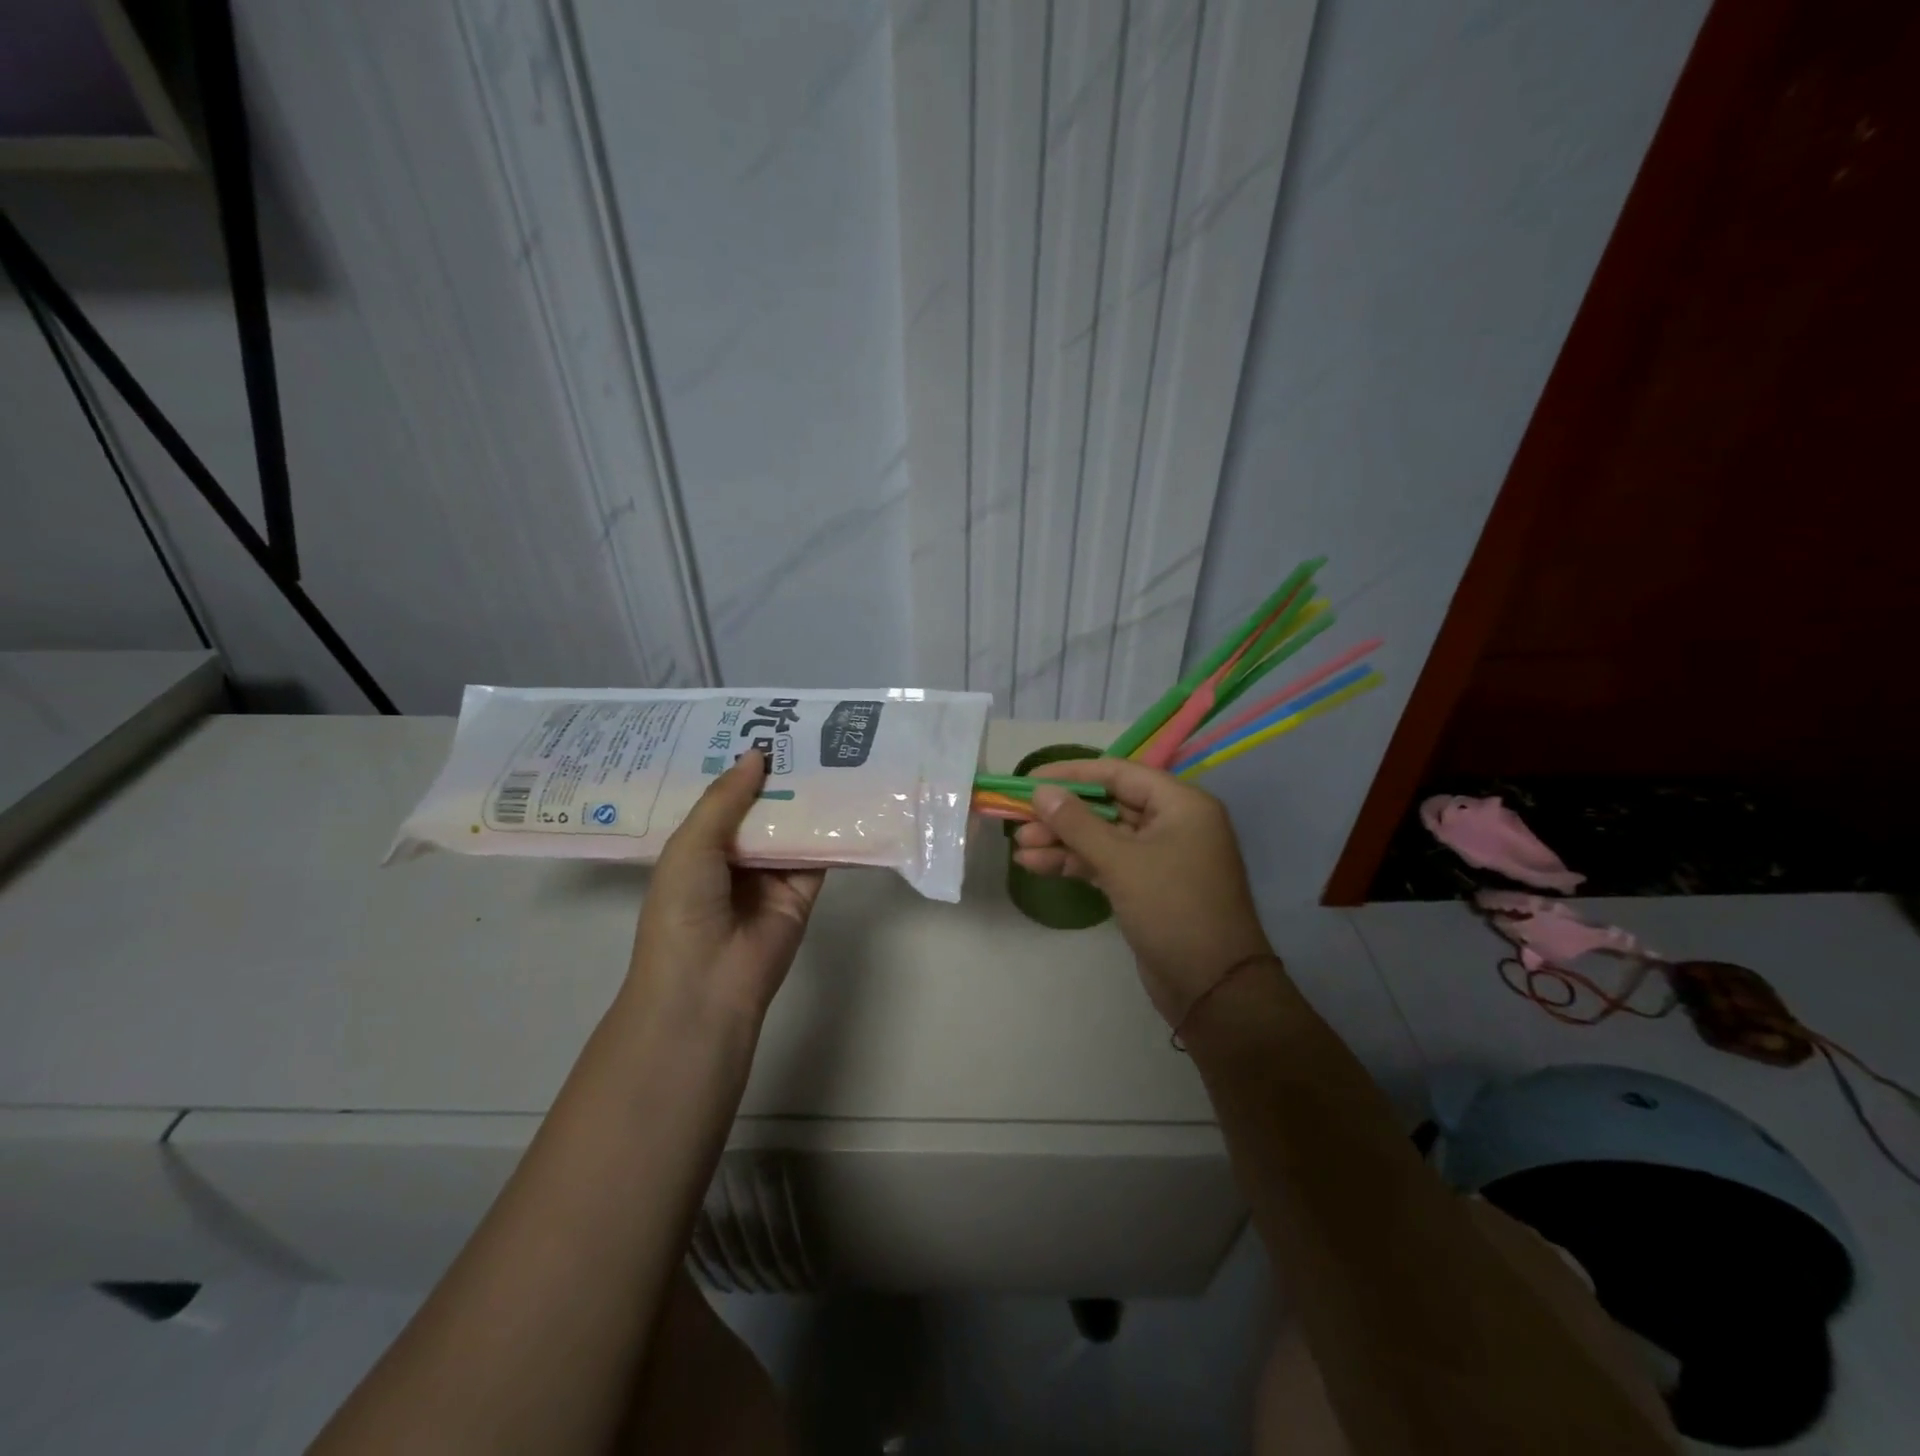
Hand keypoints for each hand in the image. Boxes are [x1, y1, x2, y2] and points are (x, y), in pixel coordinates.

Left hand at [626, 750, 824, 1024]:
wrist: (707, 984)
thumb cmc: (683, 909)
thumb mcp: (691, 845)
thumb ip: (726, 798)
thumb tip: (758, 753)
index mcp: (698, 845)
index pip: (722, 797)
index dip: (739, 765)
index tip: (761, 726)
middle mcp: (735, 855)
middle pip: (762, 807)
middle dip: (779, 774)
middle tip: (804, 729)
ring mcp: (771, 873)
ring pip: (793, 826)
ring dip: (808, 796)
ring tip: (832, 750)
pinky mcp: (803, 891)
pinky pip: (821, 854)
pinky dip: (834, 830)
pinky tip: (851, 795)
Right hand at [1013, 757, 1272, 1025]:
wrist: (1213, 988)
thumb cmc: (1173, 910)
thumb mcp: (1121, 862)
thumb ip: (1077, 823)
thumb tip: (1040, 791)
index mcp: (1180, 804)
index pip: (1117, 773)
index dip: (1070, 774)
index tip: (1029, 779)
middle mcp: (1172, 823)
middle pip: (1107, 805)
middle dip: (1061, 814)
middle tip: (1018, 821)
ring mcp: (1159, 856)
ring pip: (1102, 836)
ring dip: (1062, 841)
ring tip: (1019, 847)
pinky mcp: (1146, 885)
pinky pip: (1106, 862)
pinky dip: (1075, 863)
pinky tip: (1036, 866)